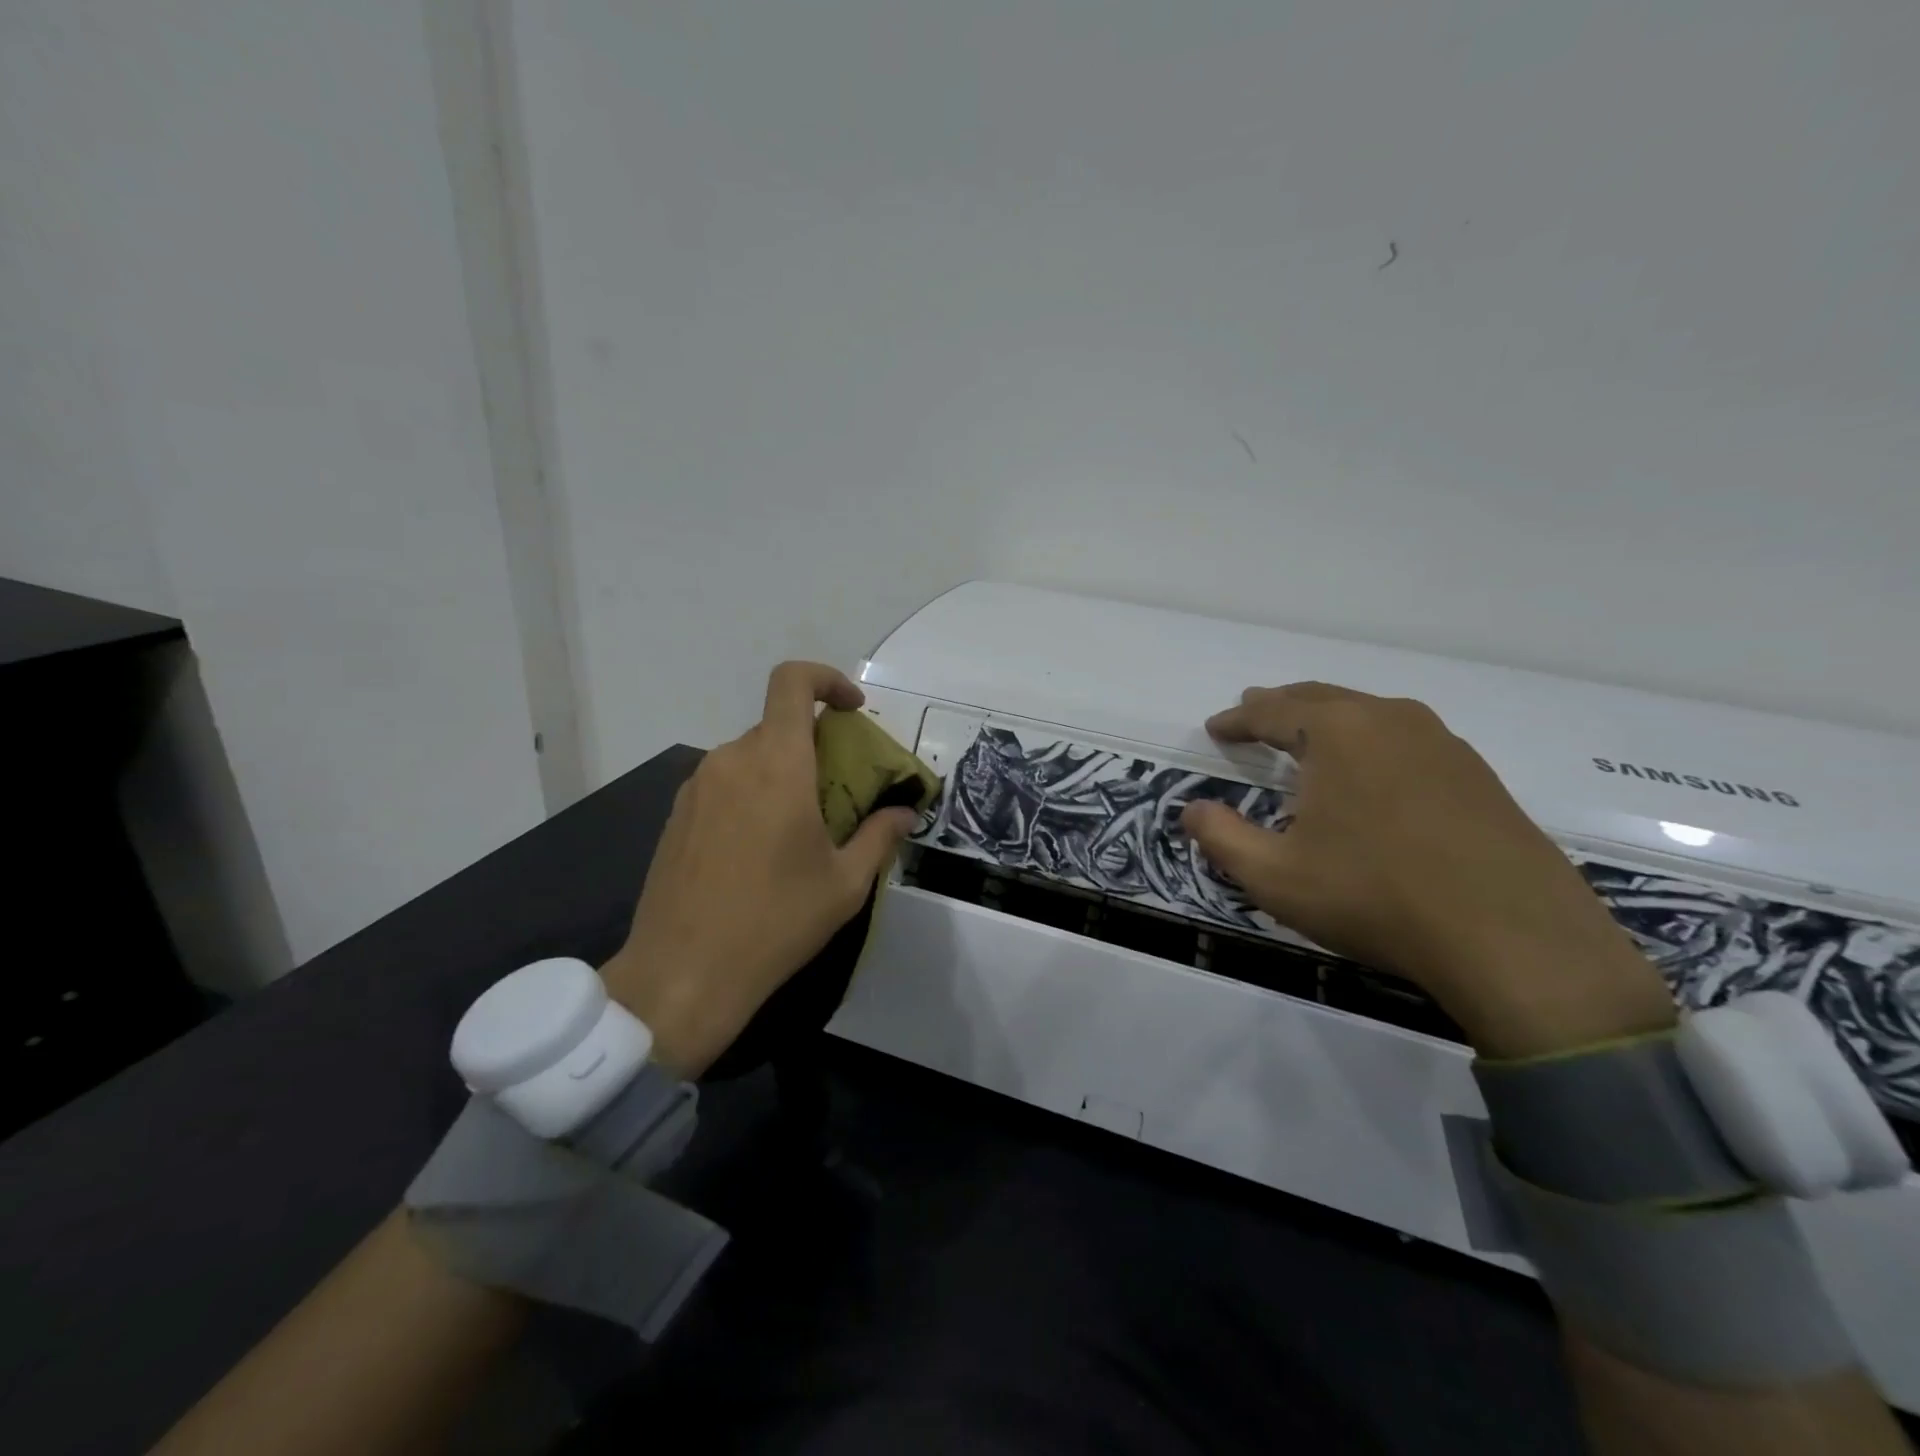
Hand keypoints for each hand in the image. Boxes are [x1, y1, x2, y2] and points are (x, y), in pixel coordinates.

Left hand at [599, 662, 917, 1076]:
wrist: (682, 975)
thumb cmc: (775, 923)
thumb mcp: (845, 884)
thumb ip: (880, 835)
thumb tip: (905, 812)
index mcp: (776, 765)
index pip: (792, 682)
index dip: (827, 679)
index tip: (853, 710)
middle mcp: (731, 761)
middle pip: (778, 726)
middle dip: (815, 746)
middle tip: (840, 792)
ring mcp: (697, 787)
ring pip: (750, 757)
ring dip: (782, 774)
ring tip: (801, 828)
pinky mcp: (676, 815)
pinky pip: (725, 784)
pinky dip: (752, 795)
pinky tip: (760, 850)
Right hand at [1180, 683, 1675, 1056]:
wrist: (1515, 941)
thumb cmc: (1375, 897)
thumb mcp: (1275, 876)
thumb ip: (1221, 837)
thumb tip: (1192, 810)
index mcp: (1338, 731)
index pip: (1272, 711)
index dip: (1237, 719)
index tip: (1215, 727)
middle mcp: (1391, 720)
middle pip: (1322, 699)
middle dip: (1281, 706)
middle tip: (1254, 712)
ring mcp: (1444, 745)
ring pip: (1369, 716)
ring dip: (1328, 721)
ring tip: (1306, 738)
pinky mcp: (1479, 776)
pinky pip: (1406, 741)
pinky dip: (1370, 745)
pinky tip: (1370, 776)